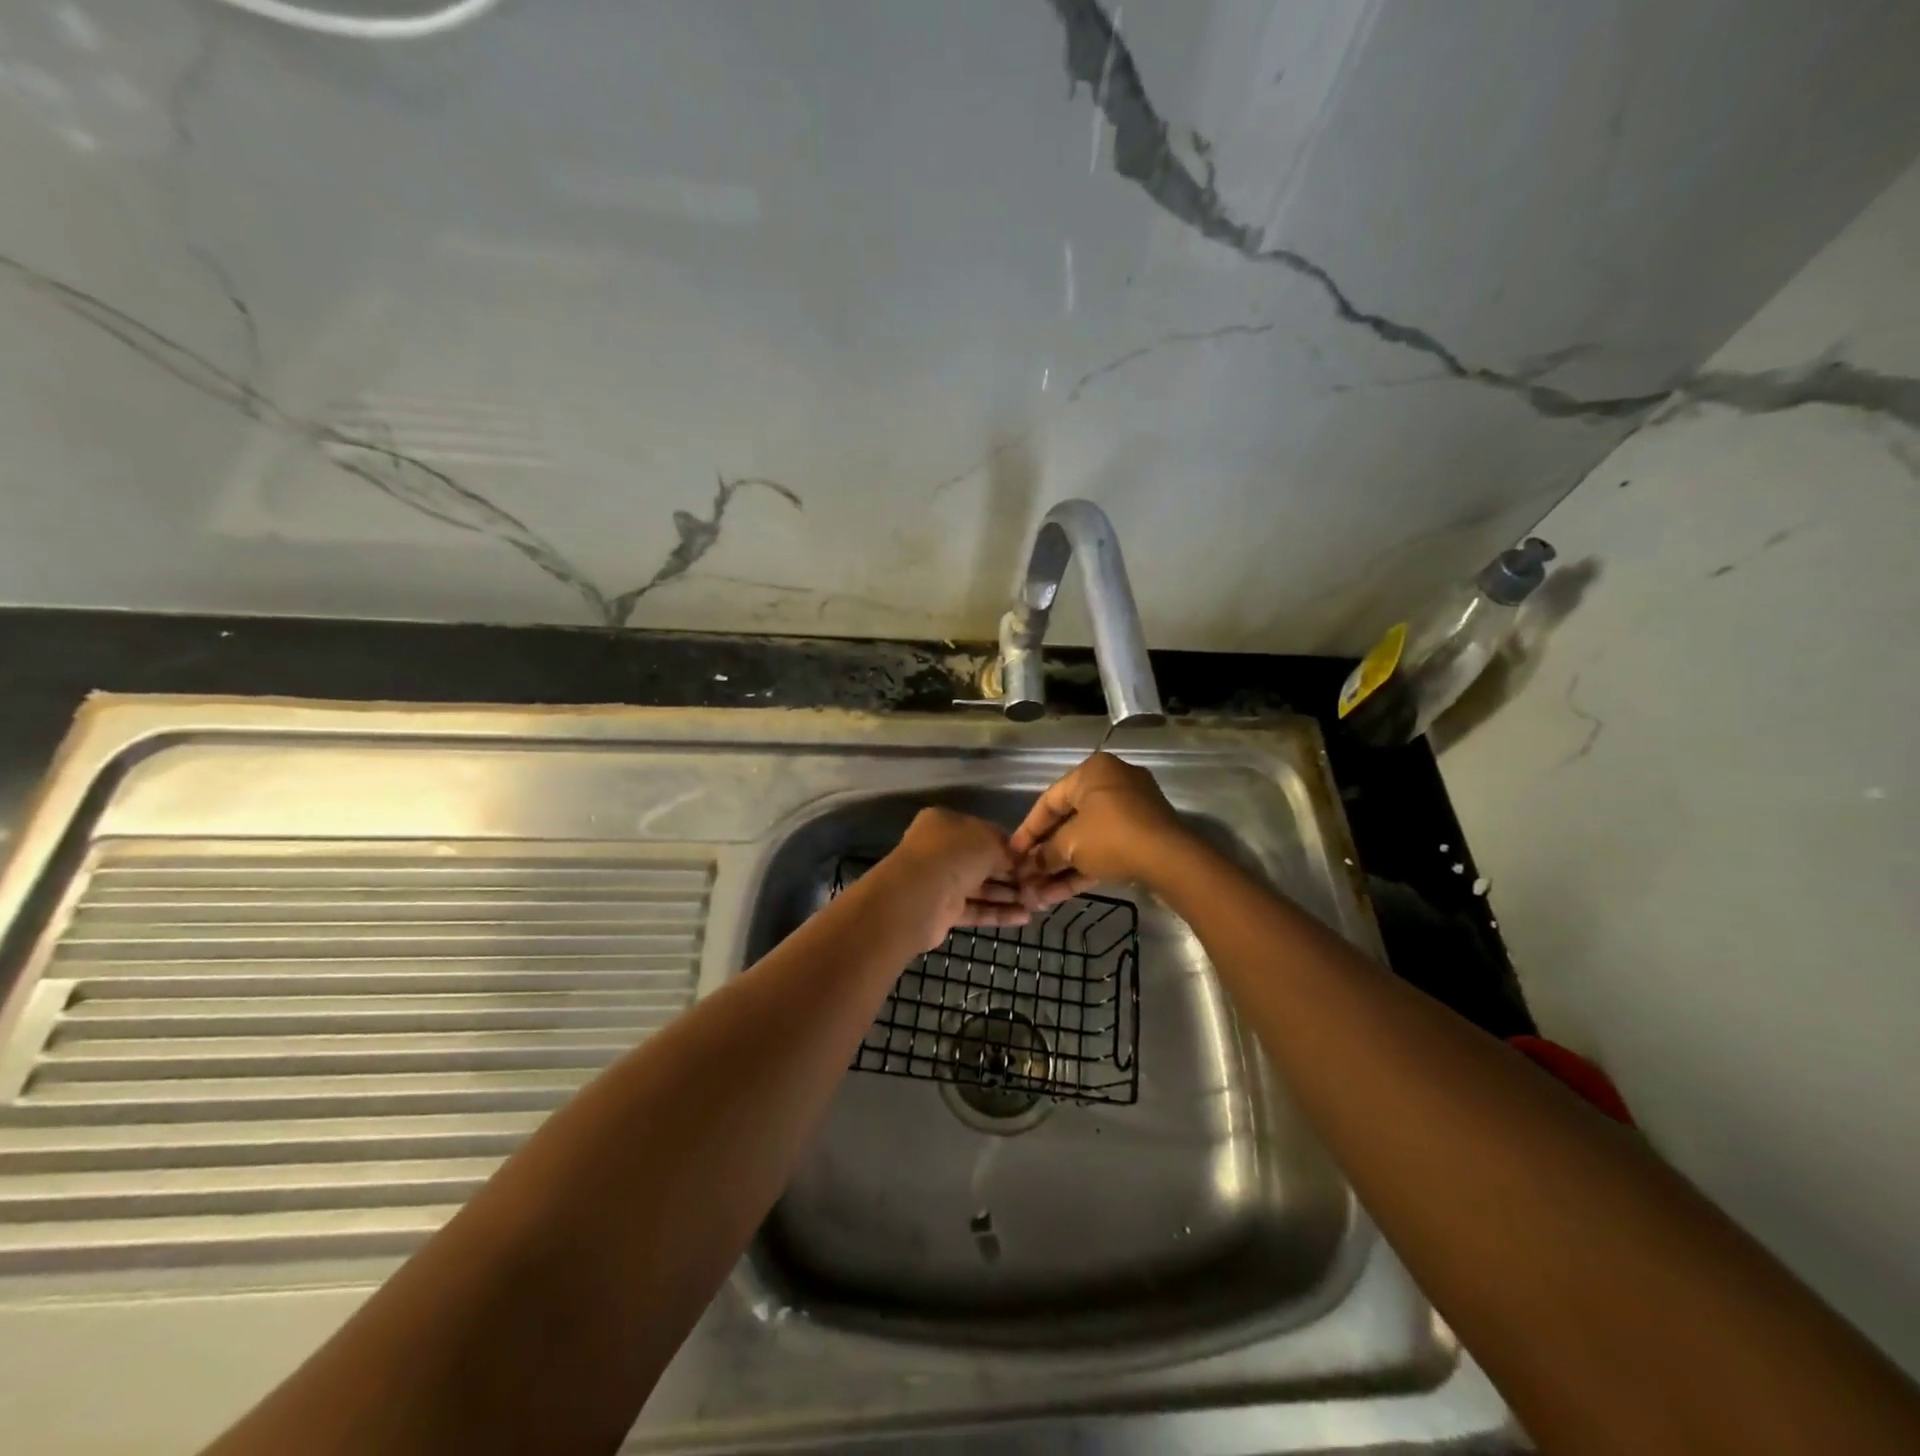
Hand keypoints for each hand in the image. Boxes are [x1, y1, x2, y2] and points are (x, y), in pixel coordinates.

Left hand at [866, 808, 1028, 951]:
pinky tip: (1024, 918)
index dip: (1012, 846)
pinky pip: (976, 909)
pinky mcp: (943, 911)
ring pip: (981, 887)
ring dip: (1008, 895)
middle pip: (984, 861)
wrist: (919, 896)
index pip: (986, 832)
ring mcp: (941, 881)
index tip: (1035, 860)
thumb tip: (1020, 860)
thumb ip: (1008, 849)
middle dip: (1012, 874)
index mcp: (947, 823)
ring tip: (1038, 904)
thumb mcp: (989, 841)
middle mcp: (941, 849)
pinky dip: (998, 913)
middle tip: (1041, 885)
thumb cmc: (955, 855)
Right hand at [1010, 753, 1188, 906]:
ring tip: (1041, 893)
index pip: (1049, 800)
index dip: (1028, 830)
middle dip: (1047, 853)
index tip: (1013, 853)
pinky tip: (1063, 892)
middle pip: (1069, 820)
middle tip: (1027, 874)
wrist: (1170, 859)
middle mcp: (1112, 782)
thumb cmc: (1111, 837)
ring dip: (1064, 865)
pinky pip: (1107, 846)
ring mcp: (1132, 808)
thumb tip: (1029, 867)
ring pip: (1089, 838)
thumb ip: (1045, 854)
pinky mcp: (1145, 833)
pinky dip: (1087, 865)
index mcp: (1092, 771)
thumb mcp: (1071, 845)